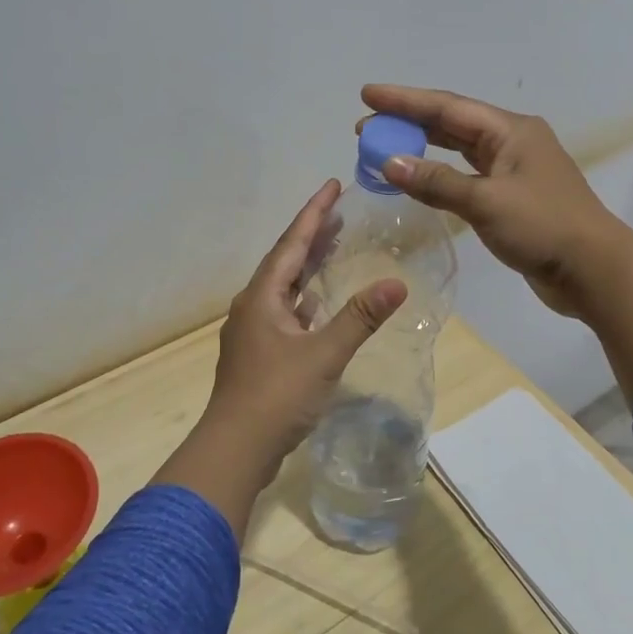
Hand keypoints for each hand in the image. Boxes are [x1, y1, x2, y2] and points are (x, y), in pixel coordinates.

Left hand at [205, 179, 405, 465]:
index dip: (314, 213)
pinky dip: (306, 299)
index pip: (292, 243)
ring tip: (334, 246)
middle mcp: (254, 307)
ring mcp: (254, 332)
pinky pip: (287, 312)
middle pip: (286, 260)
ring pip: (285, 287)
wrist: (236, 449)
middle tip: (339, 210)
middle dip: (312, 234)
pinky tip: (319, 302)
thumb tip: (396, 283)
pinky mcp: (260, 354)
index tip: (333, 184)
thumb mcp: (323, 355)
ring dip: (309, 265)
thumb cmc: (276, 396)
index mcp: (263, 297)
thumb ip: (359, 317)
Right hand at [360, 85, 626, 316]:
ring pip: (458, 150)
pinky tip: (418, 178)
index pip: (447, 107)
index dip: (404, 100)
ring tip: (384, 148)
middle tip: (366, 127)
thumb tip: (389, 162)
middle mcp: (512, 142)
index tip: (367, 94)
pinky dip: (439, 175)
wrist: (593, 271)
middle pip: (451, 124)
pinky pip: (466, 176)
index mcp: (511, 130)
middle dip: (408, 122)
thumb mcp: (486, 202)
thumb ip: (436, 181)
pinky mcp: (511, 198)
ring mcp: (513, 170)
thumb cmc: (542, 227)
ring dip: (422, 148)